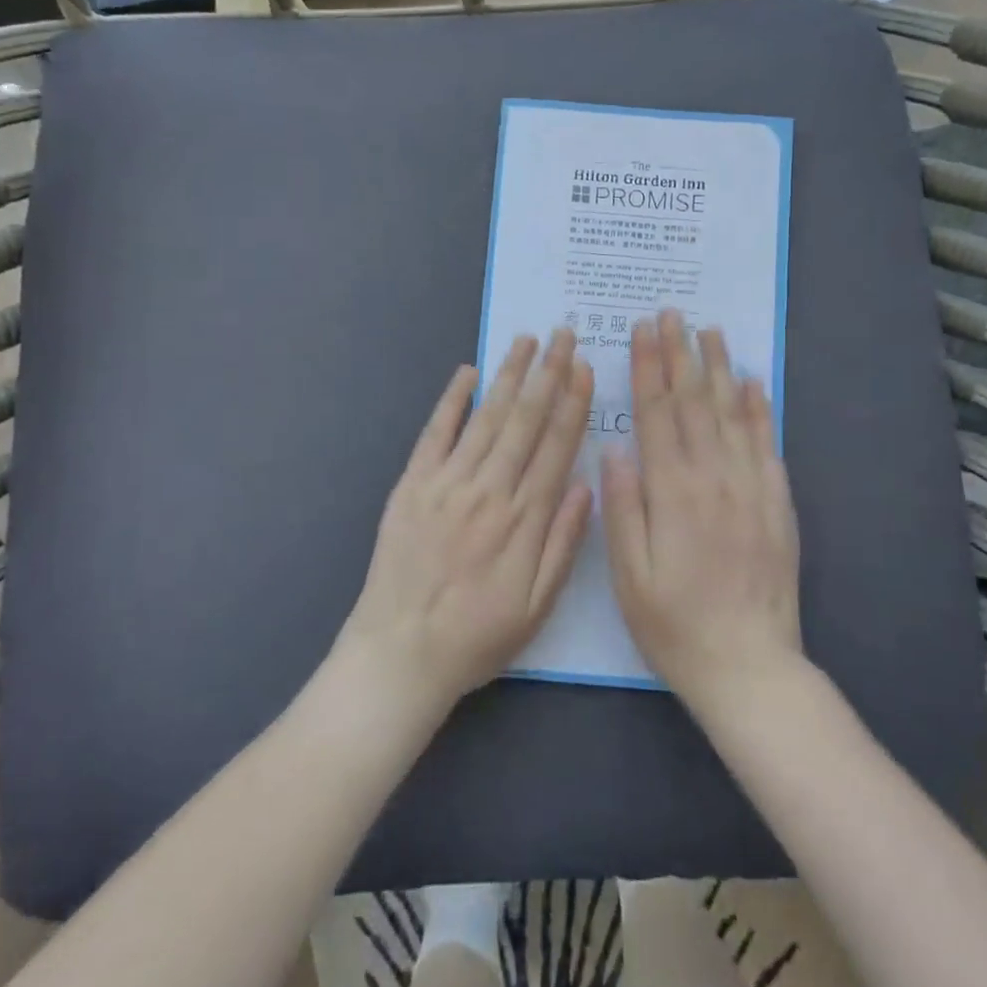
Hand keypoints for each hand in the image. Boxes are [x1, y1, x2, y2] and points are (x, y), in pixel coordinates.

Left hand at [338, 330, 593, 718]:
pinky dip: (451, 400)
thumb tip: (586, 484)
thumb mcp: (537, 606)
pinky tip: (467, 372)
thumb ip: (563, 543)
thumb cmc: (477, 636)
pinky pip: (435, 433)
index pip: (556, 446)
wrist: (400, 653)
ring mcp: (447, 483)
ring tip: (526, 340)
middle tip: (563, 333)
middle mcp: (489, 490)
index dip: (573, 403)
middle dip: (547, 373)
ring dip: (509, 375)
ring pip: (486, 417)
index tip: (585, 367)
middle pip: (525, 420)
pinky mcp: (412, 485)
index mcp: (524, 519)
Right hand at [603, 310, 802, 711]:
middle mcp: (714, 479)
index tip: (642, 330)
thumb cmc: (674, 624)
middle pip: (694, 402)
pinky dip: (759, 408)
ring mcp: (751, 488)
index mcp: (672, 493)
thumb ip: (622, 507)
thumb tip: (615, 448)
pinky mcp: (777, 503)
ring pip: (733, 413)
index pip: (657, 414)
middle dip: (679, 353)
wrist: (750, 666)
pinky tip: (753, 381)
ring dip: (719, 367)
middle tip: (672, 313)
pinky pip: (767, 444)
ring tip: (710, 330)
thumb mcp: (629, 575)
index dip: (648, 367)